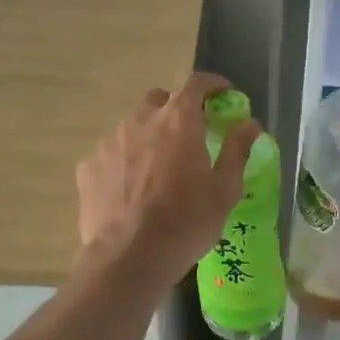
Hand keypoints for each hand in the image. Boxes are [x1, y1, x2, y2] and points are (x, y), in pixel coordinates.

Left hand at [77, 72, 259, 283]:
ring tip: (158, 168)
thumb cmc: (186, 222)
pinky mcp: (88, 165)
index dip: (211, 83)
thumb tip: (250, 124)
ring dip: (150, 135)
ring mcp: (110, 141)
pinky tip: (131, 188)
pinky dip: (126, 160)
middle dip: (177, 109)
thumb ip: (237, 150)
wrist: (128, 258)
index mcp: (179, 120)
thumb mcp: (224, 190)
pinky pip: (113, 152)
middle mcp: (141, 120)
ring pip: (134, 125)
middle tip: (190, 135)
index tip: (223, 94)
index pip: (195, 82)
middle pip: (161, 100)